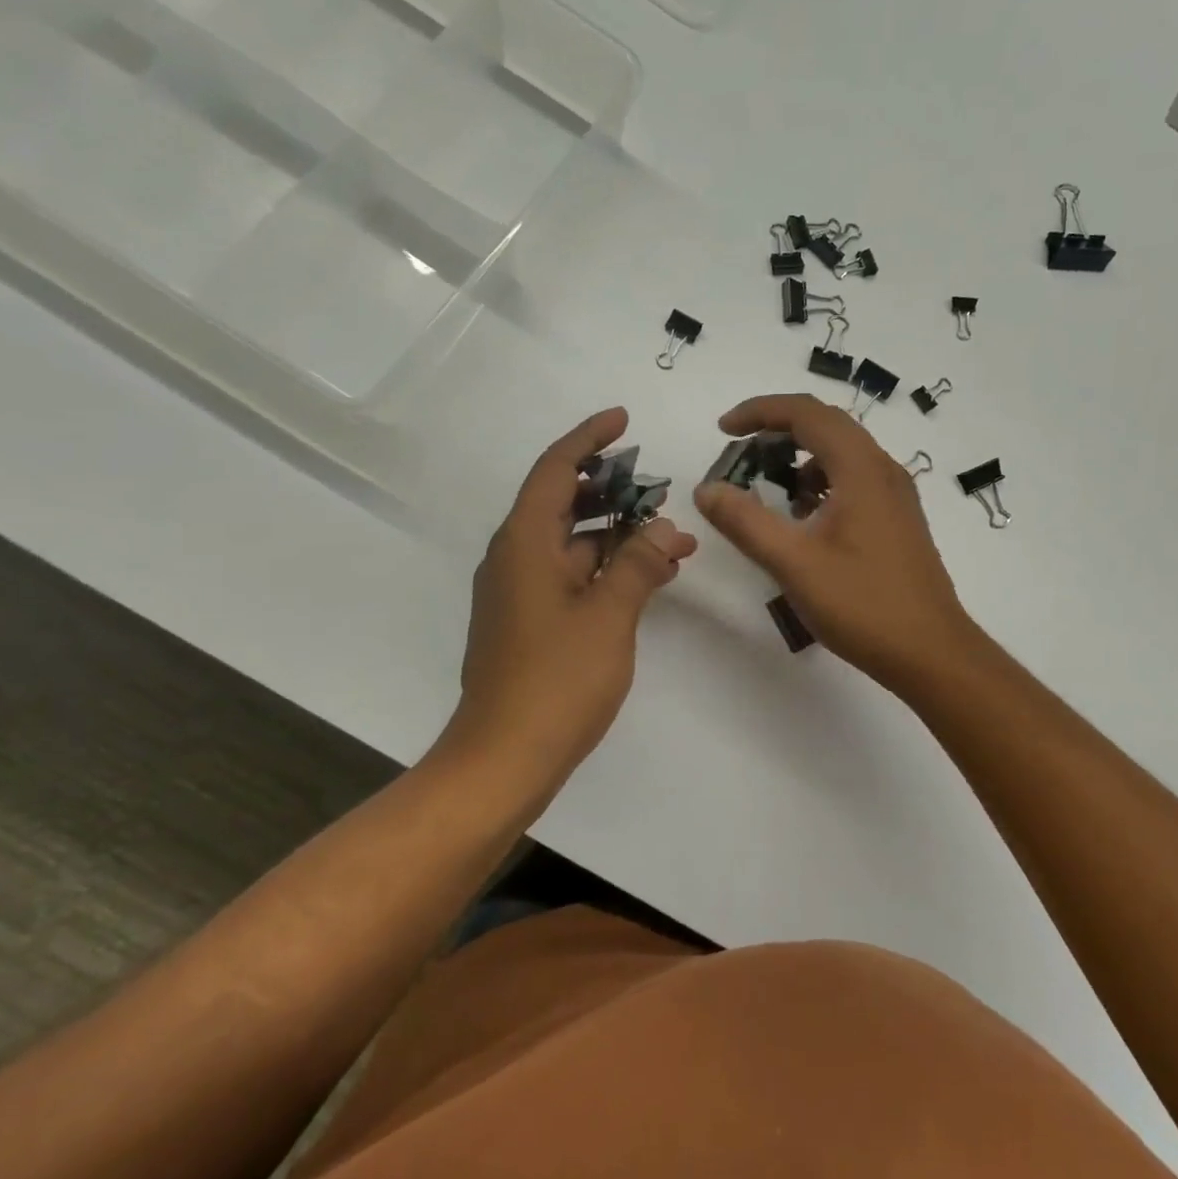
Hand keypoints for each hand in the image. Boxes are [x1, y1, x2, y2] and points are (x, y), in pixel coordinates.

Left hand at [443, 408, 697, 783]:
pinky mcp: (531, 622)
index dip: (588, 440)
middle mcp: (515, 558)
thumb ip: (638, 564)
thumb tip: (665, 527)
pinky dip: (608, 567)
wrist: (505, 759)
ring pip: (573, 543)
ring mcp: (521, 593)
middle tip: (658, 482)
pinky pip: (572, 575)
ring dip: (618, 534)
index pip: (554, 470)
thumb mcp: (608, 616)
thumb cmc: (556, 681)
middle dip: (612, 488)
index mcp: (524, 544)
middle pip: (563, 502)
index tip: (623, 420)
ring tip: (672, 535)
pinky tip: (649, 576)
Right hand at [693, 394, 971, 690]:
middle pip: (826, 425)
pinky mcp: (898, 520)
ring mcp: (896, 495)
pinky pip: (854, 480)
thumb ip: (746, 522)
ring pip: (842, 454)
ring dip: (801, 458)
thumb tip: (707, 489)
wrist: (931, 652)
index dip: (760, 411)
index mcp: (861, 469)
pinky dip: (822, 483)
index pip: (806, 412)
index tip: (723, 430)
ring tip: (767, 487)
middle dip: (778, 430)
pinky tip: (804, 519)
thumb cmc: (863, 605)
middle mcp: (883, 470)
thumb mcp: (794, 564)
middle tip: (740, 454)